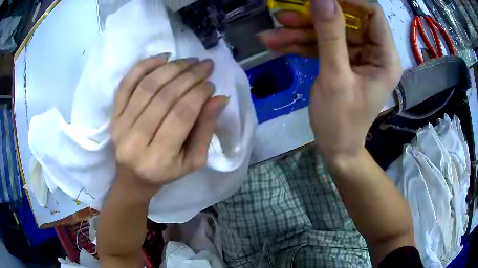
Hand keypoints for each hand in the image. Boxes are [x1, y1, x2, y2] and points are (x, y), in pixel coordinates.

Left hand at [110, 54, 227, 192]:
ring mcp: (120, 125)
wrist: (133, 178)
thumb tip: (219, 99)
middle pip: (164, 98)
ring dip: (171, 68)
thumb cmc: (166, 172)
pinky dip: (144, 66)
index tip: (211, 84)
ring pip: (147, 86)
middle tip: (205, 65)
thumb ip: (206, 130)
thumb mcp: (193, 160)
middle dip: (189, 76)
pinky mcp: (113, 115)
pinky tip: (163, 57)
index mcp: (158, 159)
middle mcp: (135, 141)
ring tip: (189, 61)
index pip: (181, 116)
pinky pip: (126, 84)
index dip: (198, 94)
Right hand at [266, 0, 401, 161]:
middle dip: (314, 17)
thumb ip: (330, 35)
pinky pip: (323, 45)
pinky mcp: (344, 61)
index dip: (348, 0)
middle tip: (284, 14)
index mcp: (385, 57)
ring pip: (330, 32)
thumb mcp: (335, 77)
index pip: (372, 13)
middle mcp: (375, 52)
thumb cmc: (341, 121)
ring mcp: (358, 56)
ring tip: (272, 34)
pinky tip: (277, 44)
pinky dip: (301, 44)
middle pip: (346, 20)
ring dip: (300, 31)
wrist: (336, 148)